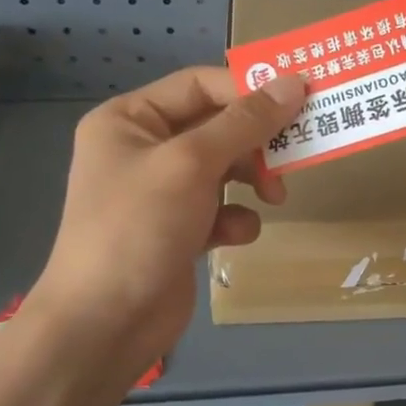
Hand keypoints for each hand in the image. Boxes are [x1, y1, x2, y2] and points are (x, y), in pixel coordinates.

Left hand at [24, 67, 305, 376]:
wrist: (105, 323)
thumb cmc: (139, 227)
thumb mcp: (191, 163)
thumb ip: (245, 123)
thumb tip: (292, 82)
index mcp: (130, 120)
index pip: (200, 85)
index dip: (249, 89)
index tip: (300, 99)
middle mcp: (144, 149)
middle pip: (217, 127)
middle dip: (255, 143)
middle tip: (295, 153)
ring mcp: (161, 193)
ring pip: (224, 169)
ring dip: (252, 180)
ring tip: (274, 198)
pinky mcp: (179, 230)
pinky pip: (220, 209)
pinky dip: (234, 219)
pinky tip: (234, 237)